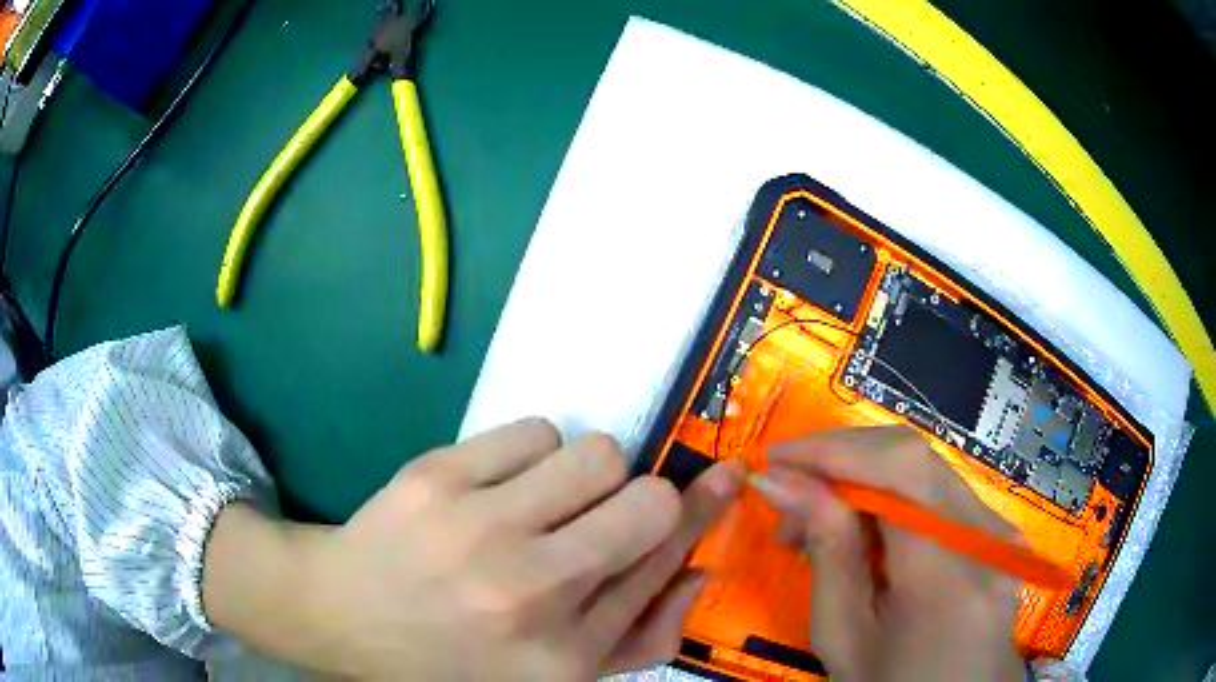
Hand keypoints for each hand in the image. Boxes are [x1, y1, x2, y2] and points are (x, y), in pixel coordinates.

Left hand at [203, 418, 744, 679]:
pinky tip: (497, 488)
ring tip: (542, 502)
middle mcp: (531, 592)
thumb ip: (644, 634)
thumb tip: (700, 566)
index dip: (702, 514)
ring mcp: (478, 529)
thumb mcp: (557, 675)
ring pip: (595, 452)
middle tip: (599, 515)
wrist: (346, 618)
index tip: (725, 478)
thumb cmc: (456, 656)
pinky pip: (533, 430)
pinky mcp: (436, 477)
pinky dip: (532, 453)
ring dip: (585, 473)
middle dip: (641, 499)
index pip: (665, 562)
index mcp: (567, 653)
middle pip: (647, 500)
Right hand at [753, 426, 1024, 681]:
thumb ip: (827, 550)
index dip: (833, 450)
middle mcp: (986, 532)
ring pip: (924, 469)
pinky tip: (862, 529)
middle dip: (842, 462)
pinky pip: (938, 492)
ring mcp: (997, 528)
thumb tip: (779, 482)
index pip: (897, 469)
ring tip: (817, 522)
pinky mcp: (996, 530)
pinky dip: (891, 497)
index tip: (774, 461)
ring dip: (864, 479)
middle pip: (912, 456)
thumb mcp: (844, 634)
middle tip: (790, 498)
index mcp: (947, 569)